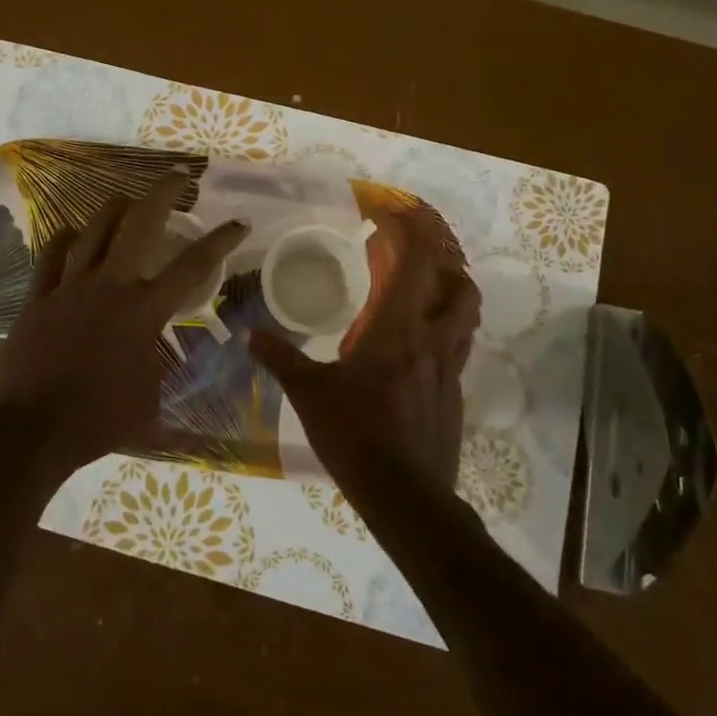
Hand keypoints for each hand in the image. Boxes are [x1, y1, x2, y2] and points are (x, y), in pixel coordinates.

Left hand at [0, 174, 247, 477]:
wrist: (31, 430)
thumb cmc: (97, 421)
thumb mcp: (149, 400)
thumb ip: (158, 368)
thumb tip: (159, 356)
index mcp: (143, 311)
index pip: (192, 265)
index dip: (220, 239)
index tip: (237, 222)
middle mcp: (110, 286)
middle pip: (138, 223)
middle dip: (162, 193)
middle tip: (176, 177)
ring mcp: (70, 287)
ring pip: (93, 229)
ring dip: (114, 208)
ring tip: (127, 200)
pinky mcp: (38, 297)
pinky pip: (51, 255)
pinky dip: (65, 239)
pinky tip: (72, 232)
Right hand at [250, 243, 480, 497]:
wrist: (406, 499)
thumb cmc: (355, 435)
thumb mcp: (309, 394)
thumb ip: (281, 359)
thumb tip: (249, 334)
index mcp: (398, 330)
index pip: (417, 264)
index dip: (412, 233)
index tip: (395, 216)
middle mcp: (432, 342)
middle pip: (461, 288)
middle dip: (446, 265)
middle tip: (417, 259)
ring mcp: (449, 372)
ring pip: (467, 320)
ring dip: (453, 298)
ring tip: (425, 296)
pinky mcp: (453, 399)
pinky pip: (457, 352)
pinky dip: (445, 335)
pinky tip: (417, 352)